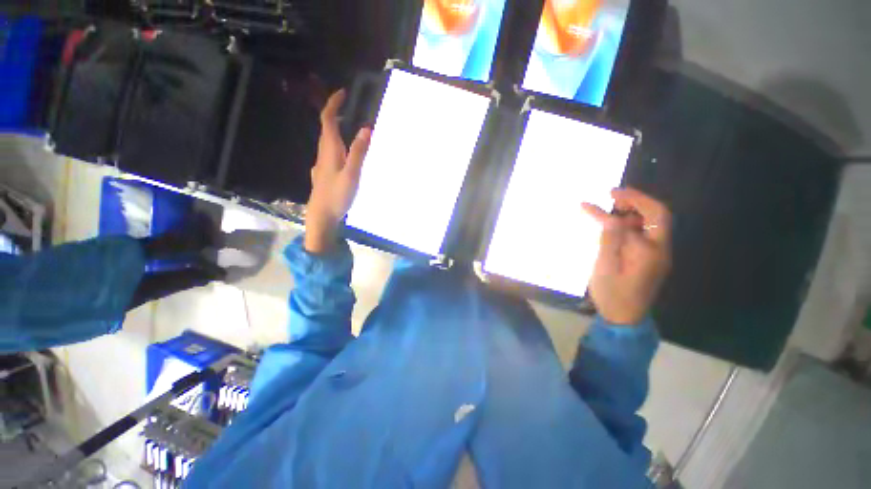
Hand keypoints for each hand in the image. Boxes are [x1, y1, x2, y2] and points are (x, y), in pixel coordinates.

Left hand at [305, 90, 372, 253]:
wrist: (321, 215)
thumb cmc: (337, 195)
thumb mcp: (352, 174)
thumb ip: (359, 152)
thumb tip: (366, 129)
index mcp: (330, 150)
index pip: (328, 120)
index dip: (333, 104)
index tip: (343, 93)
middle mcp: (323, 153)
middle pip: (326, 128)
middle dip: (335, 113)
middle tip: (349, 107)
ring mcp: (322, 164)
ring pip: (327, 141)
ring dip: (336, 128)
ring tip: (349, 126)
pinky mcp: (324, 173)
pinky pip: (330, 152)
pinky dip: (337, 144)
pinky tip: (344, 153)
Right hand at [582, 187, 671, 325]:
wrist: (624, 318)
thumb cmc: (612, 294)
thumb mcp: (605, 267)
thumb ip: (610, 240)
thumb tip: (611, 217)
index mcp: (651, 251)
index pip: (651, 215)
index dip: (635, 198)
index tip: (610, 193)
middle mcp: (660, 250)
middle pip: (658, 216)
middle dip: (637, 201)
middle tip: (612, 197)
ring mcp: (656, 254)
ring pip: (652, 224)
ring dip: (634, 211)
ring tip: (610, 208)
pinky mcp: (649, 259)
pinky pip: (644, 234)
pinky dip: (630, 224)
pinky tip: (615, 225)